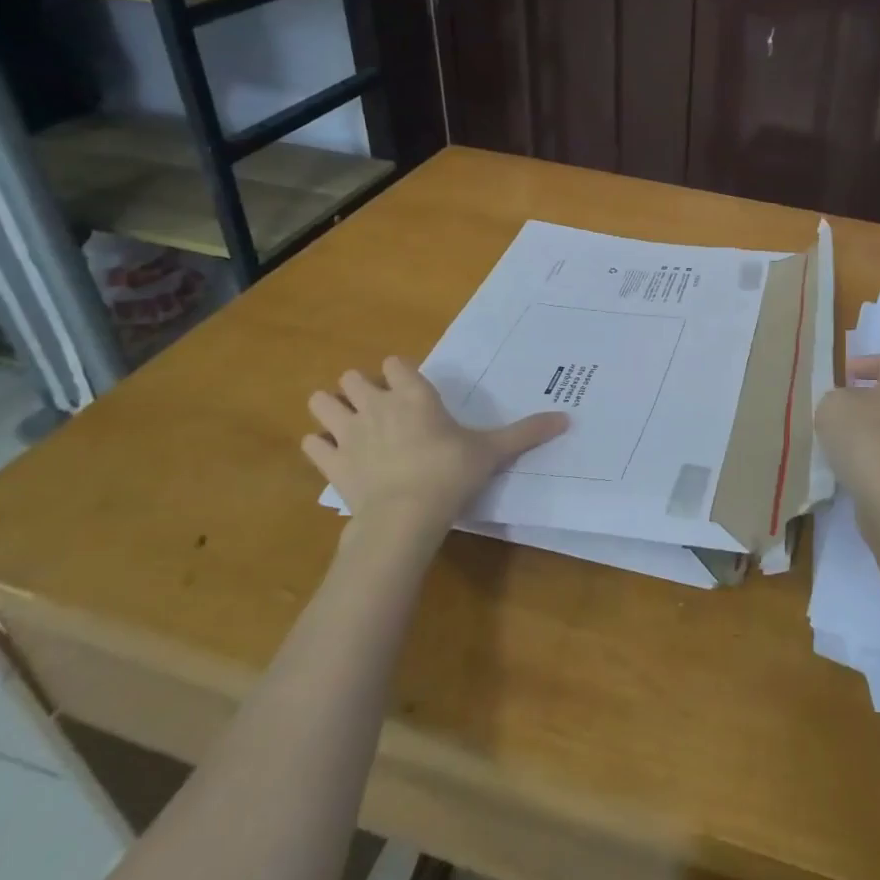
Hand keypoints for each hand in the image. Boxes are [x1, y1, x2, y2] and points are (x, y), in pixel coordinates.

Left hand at [303, 356, 566, 552]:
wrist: (404, 517)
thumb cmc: (450, 473)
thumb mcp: (492, 451)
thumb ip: (526, 433)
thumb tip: (567, 418)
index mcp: (413, 394)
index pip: (395, 362)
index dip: (400, 372)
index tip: (411, 388)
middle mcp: (376, 404)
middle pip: (353, 377)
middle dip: (362, 388)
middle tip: (382, 410)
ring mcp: (347, 432)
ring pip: (322, 402)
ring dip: (332, 409)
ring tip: (350, 425)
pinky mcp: (330, 463)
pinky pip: (312, 444)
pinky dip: (319, 447)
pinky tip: (334, 456)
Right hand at [815, 354, 879, 526]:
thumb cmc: (866, 440)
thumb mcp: (833, 406)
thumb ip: (835, 398)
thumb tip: (844, 406)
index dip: (875, 364)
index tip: (847, 377)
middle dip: (864, 402)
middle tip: (835, 411)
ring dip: (864, 433)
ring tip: (834, 443)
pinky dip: (867, 460)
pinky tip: (845, 469)